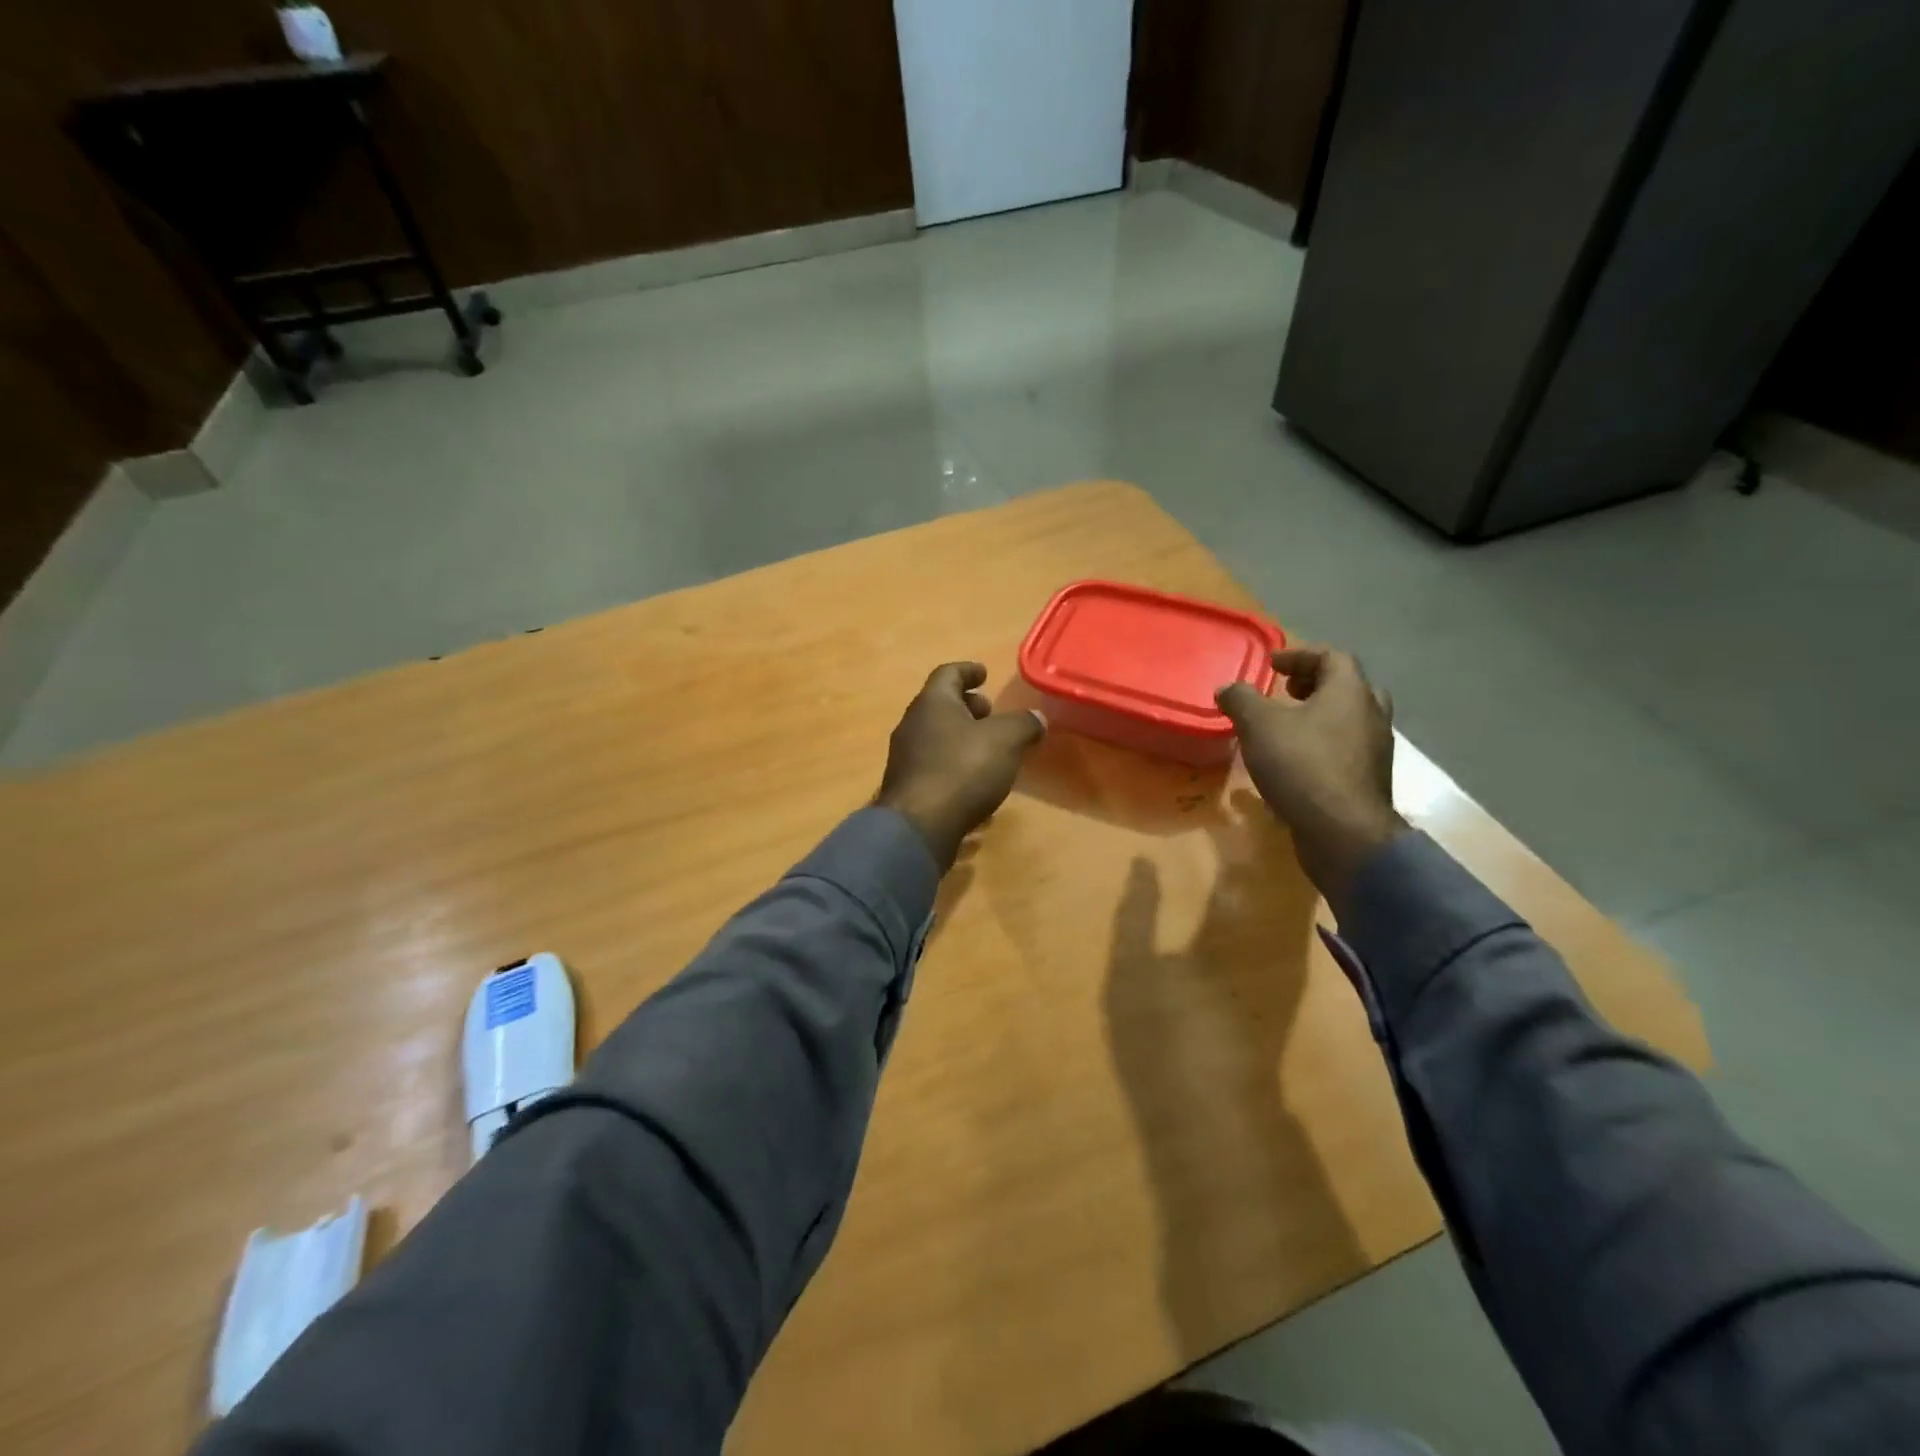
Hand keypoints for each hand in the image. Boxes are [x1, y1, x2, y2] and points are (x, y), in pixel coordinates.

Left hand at [875, 663, 1046, 869]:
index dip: (968, 671)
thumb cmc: (962, 769)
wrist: (919, 826)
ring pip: (936, 737)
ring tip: (989, 750)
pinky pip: (934, 766)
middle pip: (940, 706)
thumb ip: (1024, 724)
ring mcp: (905, 758)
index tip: (984, 673)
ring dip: (961, 738)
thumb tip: (1037, 718)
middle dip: (967, 707)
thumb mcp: (1005, 740)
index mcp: (932, 703)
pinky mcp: (907, 788)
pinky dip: (954, 765)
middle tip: (991, 714)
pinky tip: (975, 783)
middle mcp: (912, 724)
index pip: (948, 673)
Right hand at [1215, 645, 1407, 902]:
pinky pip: (1346, 750)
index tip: (1272, 664)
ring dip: (1320, 717)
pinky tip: (1296, 763)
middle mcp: (1371, 715)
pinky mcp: (1368, 781)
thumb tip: (1227, 688)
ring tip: (1287, 728)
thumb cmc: (1301, 765)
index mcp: (1350, 692)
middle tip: (1287, 693)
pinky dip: (1323, 745)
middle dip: (1316, 685)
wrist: (1343, 831)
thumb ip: (1241, 700)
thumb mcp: (1258, 725)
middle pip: (1348, 687)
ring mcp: (1375, 751)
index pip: (1332, 657)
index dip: (1300, 655)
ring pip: (1350, 721)